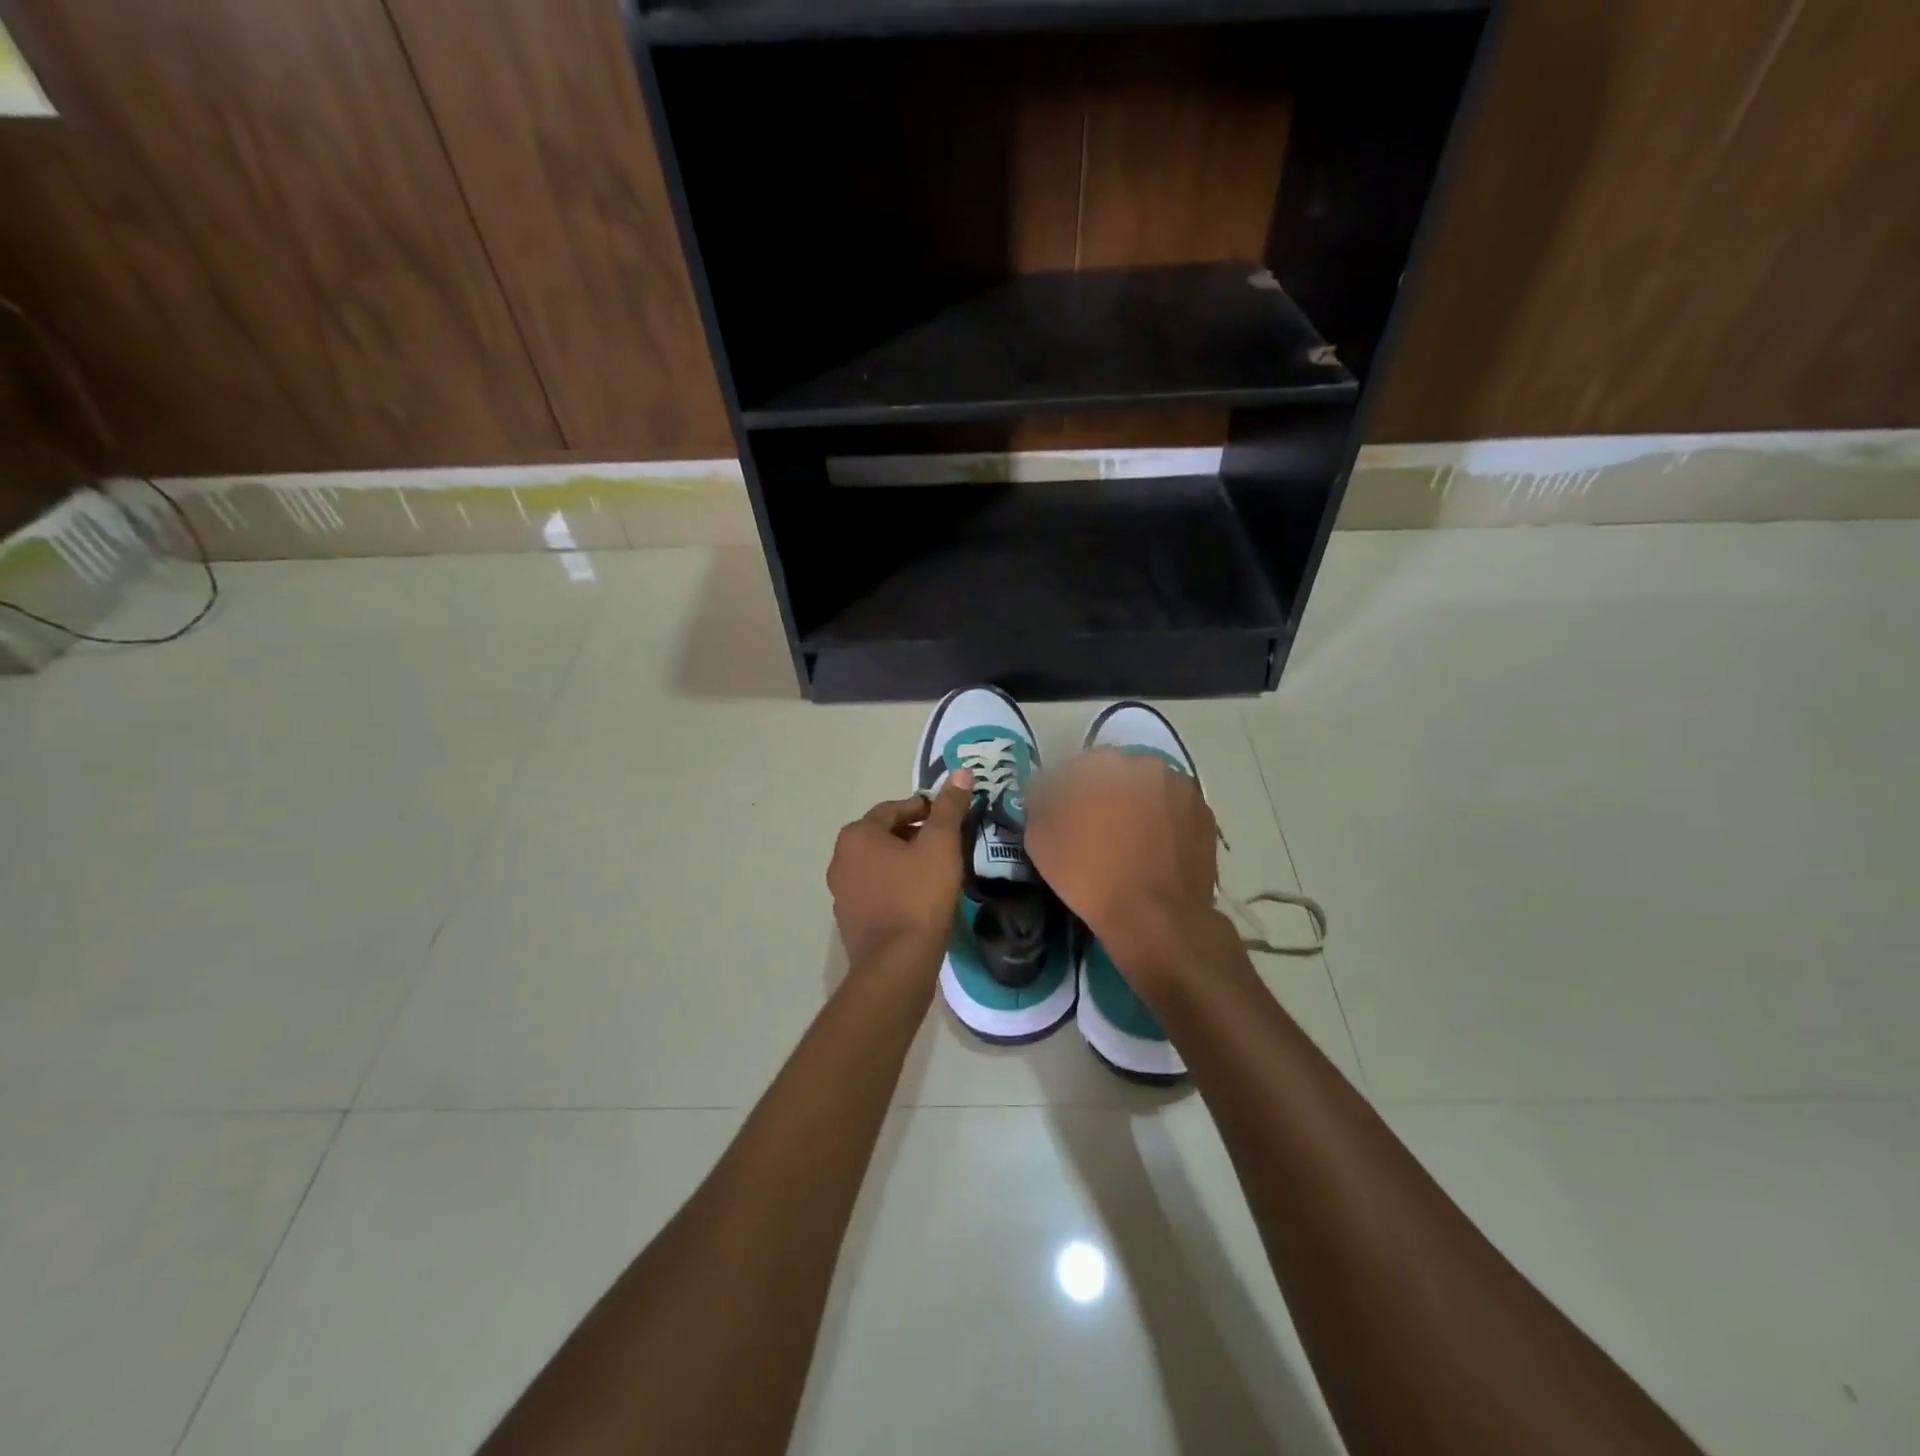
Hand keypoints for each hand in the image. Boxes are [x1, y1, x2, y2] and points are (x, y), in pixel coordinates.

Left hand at [828, 769, 973, 968]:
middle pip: (883, 835)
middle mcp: (840, 859)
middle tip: (946, 844)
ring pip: (879, 865)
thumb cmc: (919, 895)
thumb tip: (961, 772)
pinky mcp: (850, 920)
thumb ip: (949, 807)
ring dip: (904, 862)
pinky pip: (876, 891)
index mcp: (857, 835)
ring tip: (936, 871)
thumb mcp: (940, 844)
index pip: (893, 808)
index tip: (949, 818)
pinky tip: (920, 900)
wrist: (897, 964)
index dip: (924, 809)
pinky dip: (896, 887)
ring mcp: (841, 892)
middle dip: (913, 835)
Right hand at [1026, 749, 1225, 983]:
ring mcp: (1181, 789)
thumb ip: (1039, 801)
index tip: (1064, 818)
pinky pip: (1174, 812)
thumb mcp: (1040, 838)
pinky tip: (1154, 852)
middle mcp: (1146, 764)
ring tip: (1129, 844)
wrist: (1154, 917)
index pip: (1076, 767)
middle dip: (1106, 794)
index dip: (1067, 792)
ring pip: (1150, 790)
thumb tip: (1044, 789)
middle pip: (1118, 773)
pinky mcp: (1205, 816)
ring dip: (1138, 806)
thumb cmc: (1089, 874)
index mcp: (1104, 763)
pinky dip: (1164, 824)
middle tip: (1097, 830)